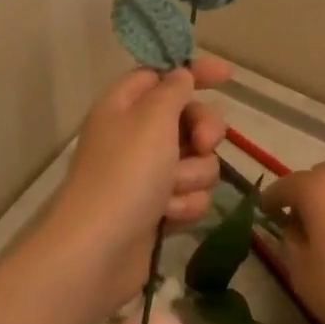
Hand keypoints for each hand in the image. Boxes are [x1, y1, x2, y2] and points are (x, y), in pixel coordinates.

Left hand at [48, 53, 231, 307]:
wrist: (98, 252)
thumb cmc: (125, 173)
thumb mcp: (153, 117)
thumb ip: (174, 89)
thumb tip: (182, 75)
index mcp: (125, 105)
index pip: (162, 75)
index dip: (194, 71)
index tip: (227, 75)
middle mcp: (135, 135)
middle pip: (188, 117)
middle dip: (203, 131)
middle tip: (202, 143)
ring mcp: (147, 174)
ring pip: (197, 160)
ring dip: (192, 175)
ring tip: (171, 192)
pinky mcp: (158, 209)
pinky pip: (191, 194)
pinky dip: (185, 204)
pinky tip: (169, 216)